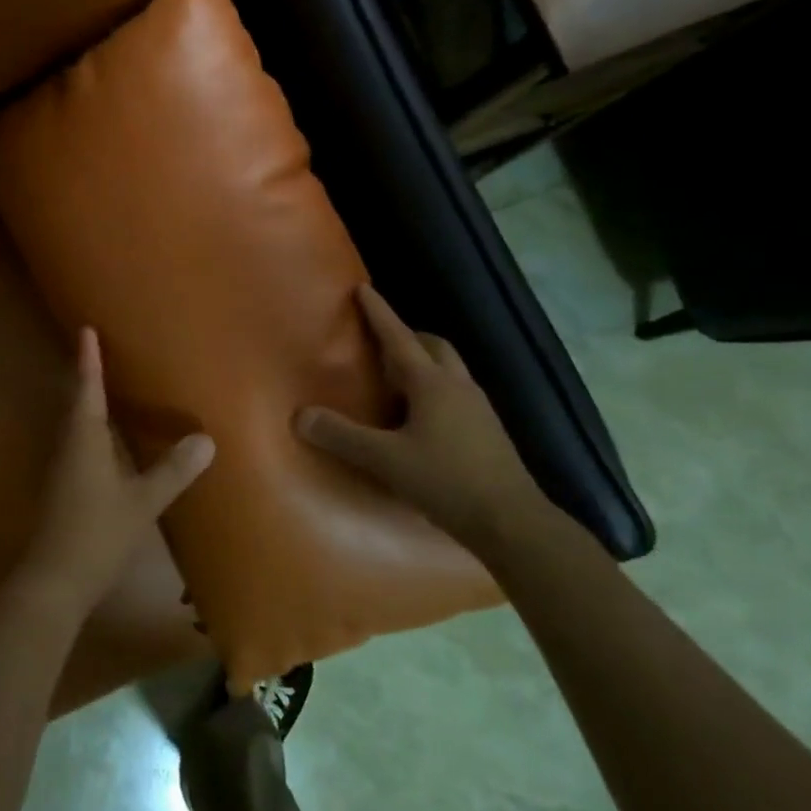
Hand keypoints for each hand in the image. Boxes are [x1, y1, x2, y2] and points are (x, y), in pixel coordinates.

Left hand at [15, 328, 214, 620]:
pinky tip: (107, 438)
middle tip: (99, 350)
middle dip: (86, 375)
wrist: (54, 581)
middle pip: (75, 402)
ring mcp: (62, 468)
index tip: (85, 329)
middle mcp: (68, 446)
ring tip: (107, 386)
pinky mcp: (63, 487)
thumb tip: (206, 438)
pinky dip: (91, 428)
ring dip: (87, 401)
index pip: (87, 389)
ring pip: (75, 424)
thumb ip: (173, 471)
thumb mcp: (142, 502)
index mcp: (83, 440)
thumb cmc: (97, 533)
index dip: (88, 360)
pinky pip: (78, 443)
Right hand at [297, 284, 553, 550]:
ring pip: (449, 370)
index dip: (379, 313)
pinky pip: (456, 395)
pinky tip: (420, 419)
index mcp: (432, 384)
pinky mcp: (488, 432)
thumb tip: (299, 415)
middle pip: (434, 347)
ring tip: (396, 382)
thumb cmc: (446, 480)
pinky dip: (435, 391)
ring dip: (423, 364)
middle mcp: (458, 387)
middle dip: (407, 337)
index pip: (398, 338)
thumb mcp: (385, 459)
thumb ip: (342, 436)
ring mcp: (478, 409)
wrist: (512, 522)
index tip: (363, 288)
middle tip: (381, 344)